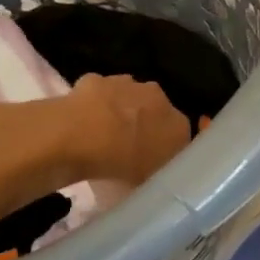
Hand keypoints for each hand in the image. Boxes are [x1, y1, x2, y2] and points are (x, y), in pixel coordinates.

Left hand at [66, 74, 190, 186]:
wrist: (81, 137)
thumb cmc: (120, 165)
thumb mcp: (148, 180)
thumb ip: (157, 168)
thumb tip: (153, 166)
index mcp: (178, 125)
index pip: (178, 134)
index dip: (163, 146)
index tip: (149, 159)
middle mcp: (159, 98)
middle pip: (155, 110)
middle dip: (143, 123)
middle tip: (125, 146)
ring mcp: (127, 83)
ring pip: (128, 96)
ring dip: (119, 110)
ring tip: (101, 134)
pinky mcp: (97, 79)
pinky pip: (99, 92)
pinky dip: (93, 103)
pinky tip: (81, 120)